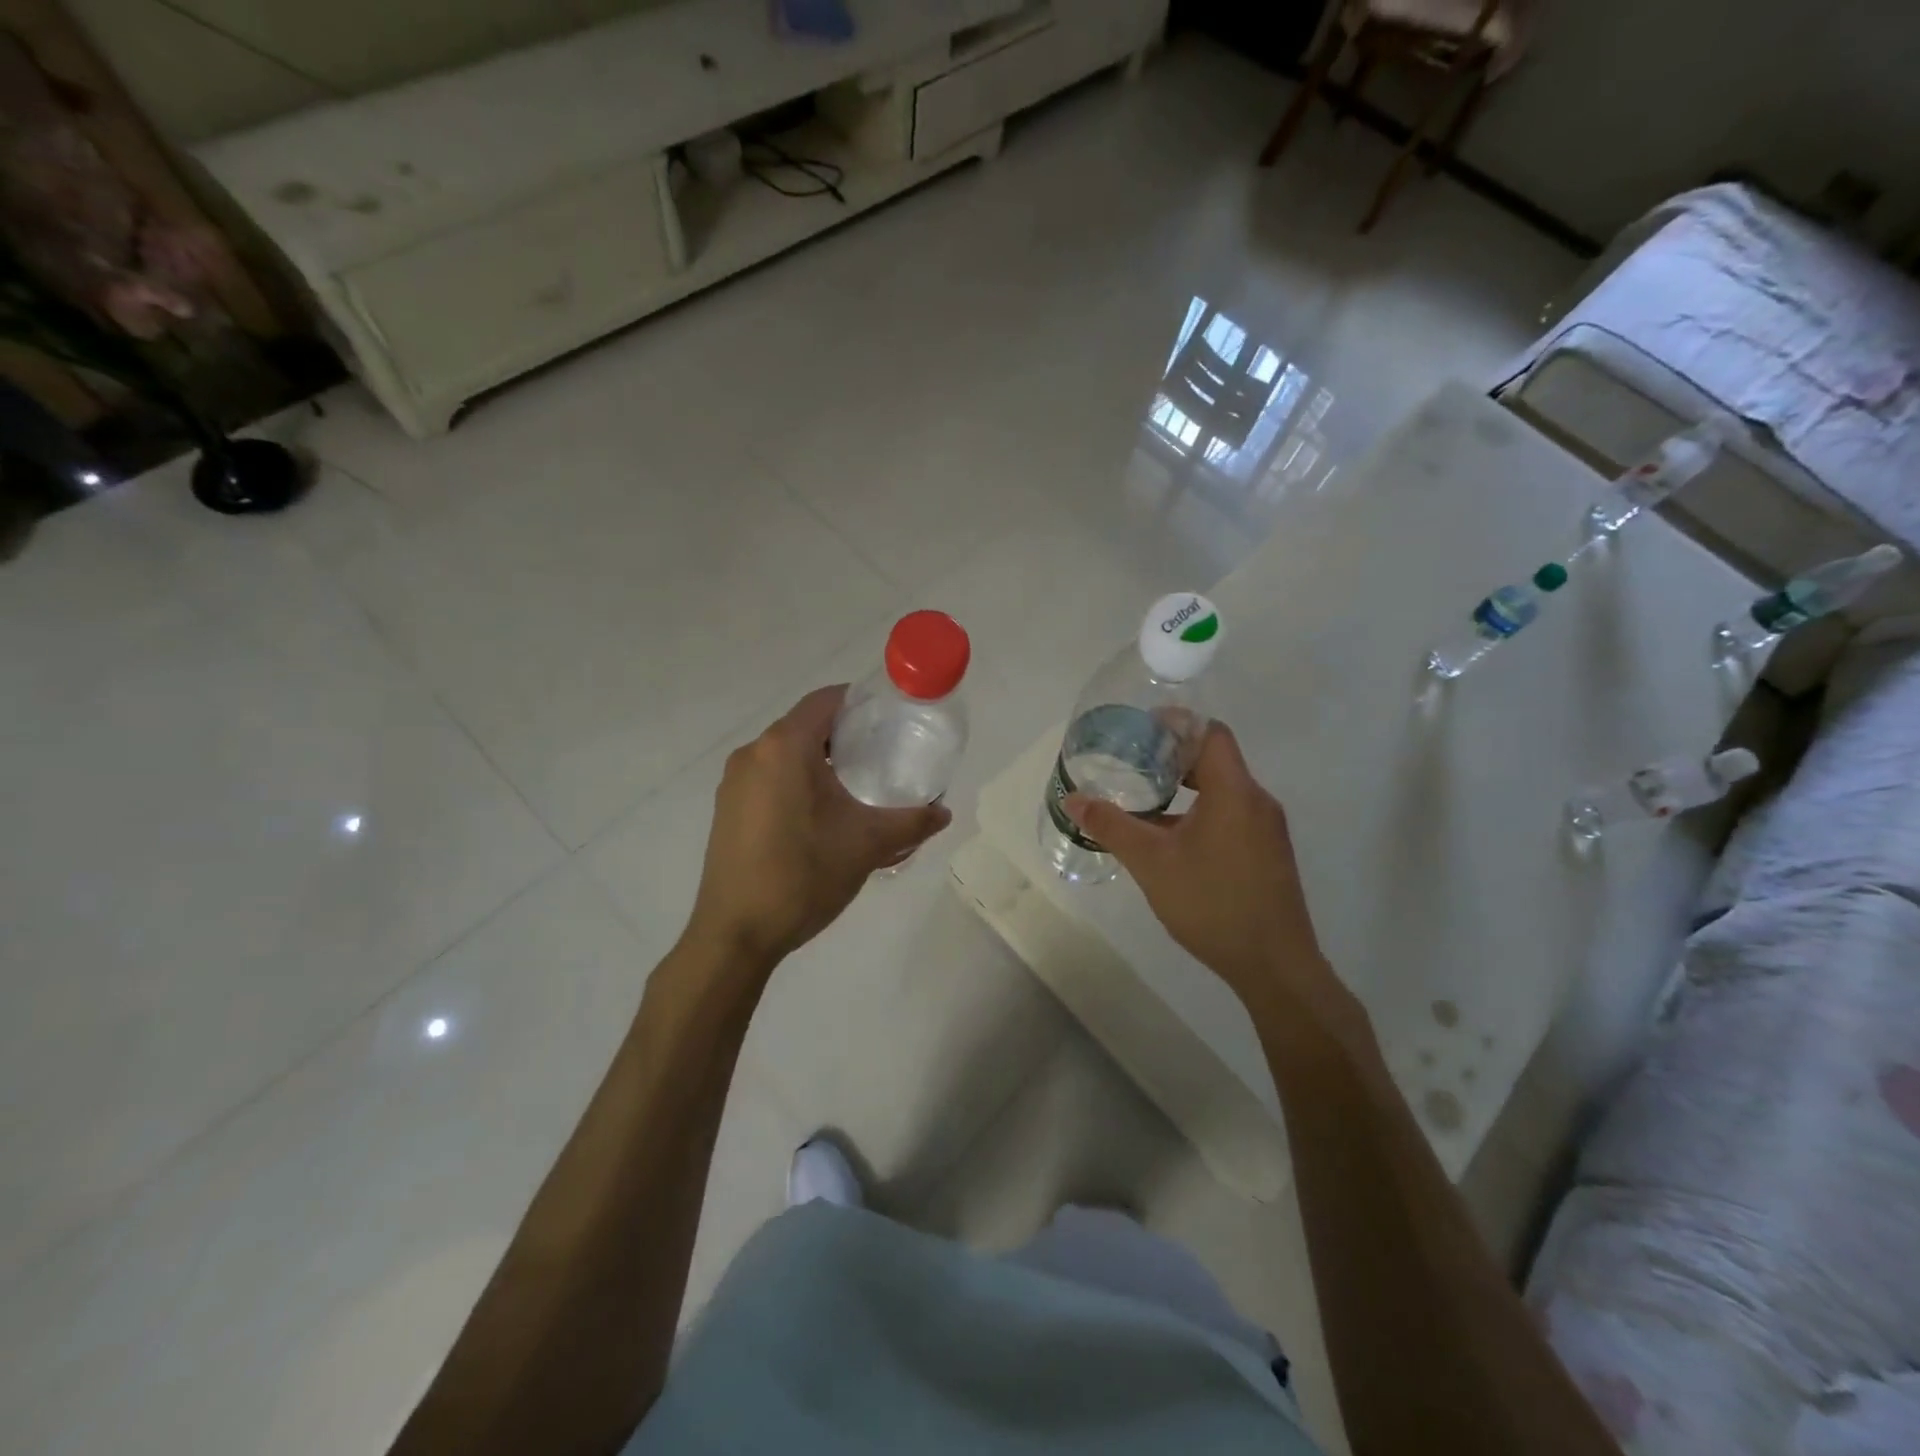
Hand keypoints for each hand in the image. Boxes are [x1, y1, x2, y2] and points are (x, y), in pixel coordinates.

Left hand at [685, 686, 950, 966]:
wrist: (736, 934)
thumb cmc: (802, 876)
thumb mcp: (867, 844)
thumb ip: (911, 822)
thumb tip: (944, 812)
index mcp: (783, 747)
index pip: (826, 699)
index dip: (860, 701)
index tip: (891, 718)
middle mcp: (753, 753)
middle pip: (806, 724)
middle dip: (845, 734)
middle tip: (883, 754)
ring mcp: (734, 782)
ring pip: (786, 753)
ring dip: (820, 759)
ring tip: (858, 785)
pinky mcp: (727, 808)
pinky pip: (769, 777)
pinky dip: (798, 780)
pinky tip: (822, 814)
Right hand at [1064, 723, 1326, 1007]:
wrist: (1274, 965)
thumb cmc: (1211, 903)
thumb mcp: (1151, 863)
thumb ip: (1112, 826)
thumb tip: (1073, 799)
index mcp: (1234, 791)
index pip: (1210, 732)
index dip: (1177, 723)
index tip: (1141, 729)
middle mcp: (1257, 801)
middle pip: (1215, 759)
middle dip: (1173, 758)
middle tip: (1132, 764)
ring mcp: (1267, 829)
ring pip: (1223, 790)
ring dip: (1186, 789)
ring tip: (1146, 801)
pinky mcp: (1268, 853)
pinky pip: (1232, 815)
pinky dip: (1201, 813)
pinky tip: (1172, 840)